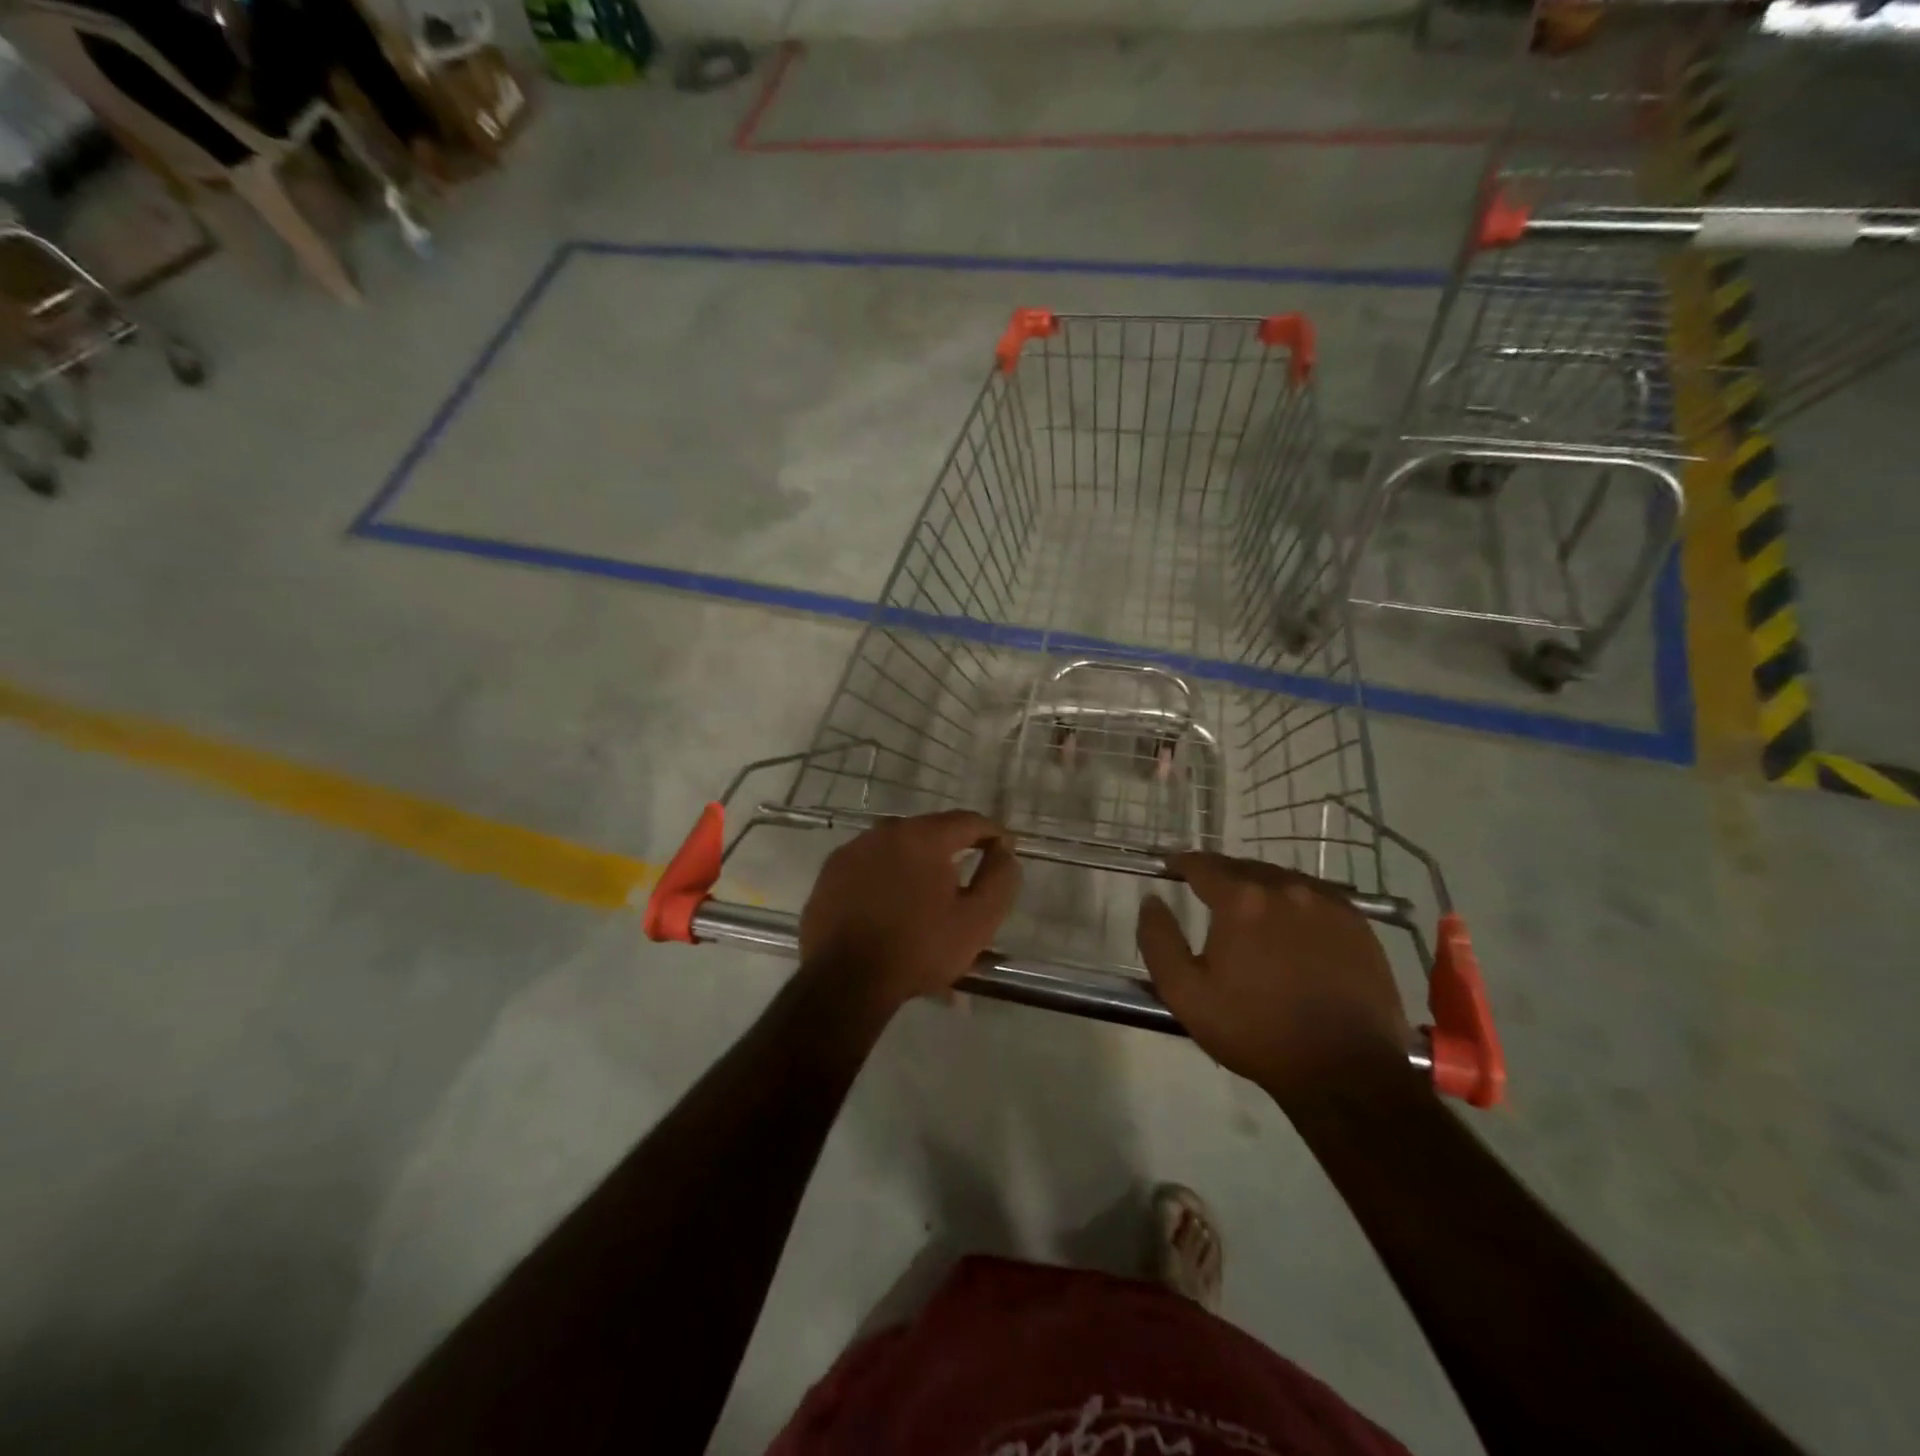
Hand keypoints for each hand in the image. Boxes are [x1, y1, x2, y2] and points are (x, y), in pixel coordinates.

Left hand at [799, 811, 1020, 1018]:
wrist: (844, 981)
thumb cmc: (918, 949)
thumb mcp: (976, 921)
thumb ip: (999, 879)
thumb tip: (1004, 851)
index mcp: (923, 836)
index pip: (968, 821)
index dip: (992, 833)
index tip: (1004, 850)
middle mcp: (885, 831)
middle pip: (930, 833)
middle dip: (952, 853)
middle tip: (964, 883)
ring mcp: (853, 850)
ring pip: (897, 850)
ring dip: (916, 867)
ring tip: (925, 901)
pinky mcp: (830, 872)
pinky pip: (869, 867)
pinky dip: (886, 880)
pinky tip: (891, 909)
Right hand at [1136, 854, 1414, 1105]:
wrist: (1345, 1070)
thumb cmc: (1256, 1031)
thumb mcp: (1186, 994)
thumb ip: (1159, 940)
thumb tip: (1151, 900)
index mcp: (1241, 901)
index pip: (1203, 865)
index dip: (1182, 863)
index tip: (1171, 867)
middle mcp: (1284, 888)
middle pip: (1242, 868)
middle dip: (1220, 876)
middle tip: (1207, 893)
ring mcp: (1326, 902)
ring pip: (1280, 878)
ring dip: (1258, 886)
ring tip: (1249, 909)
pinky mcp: (1357, 922)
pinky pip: (1315, 895)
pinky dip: (1294, 900)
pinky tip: (1291, 923)